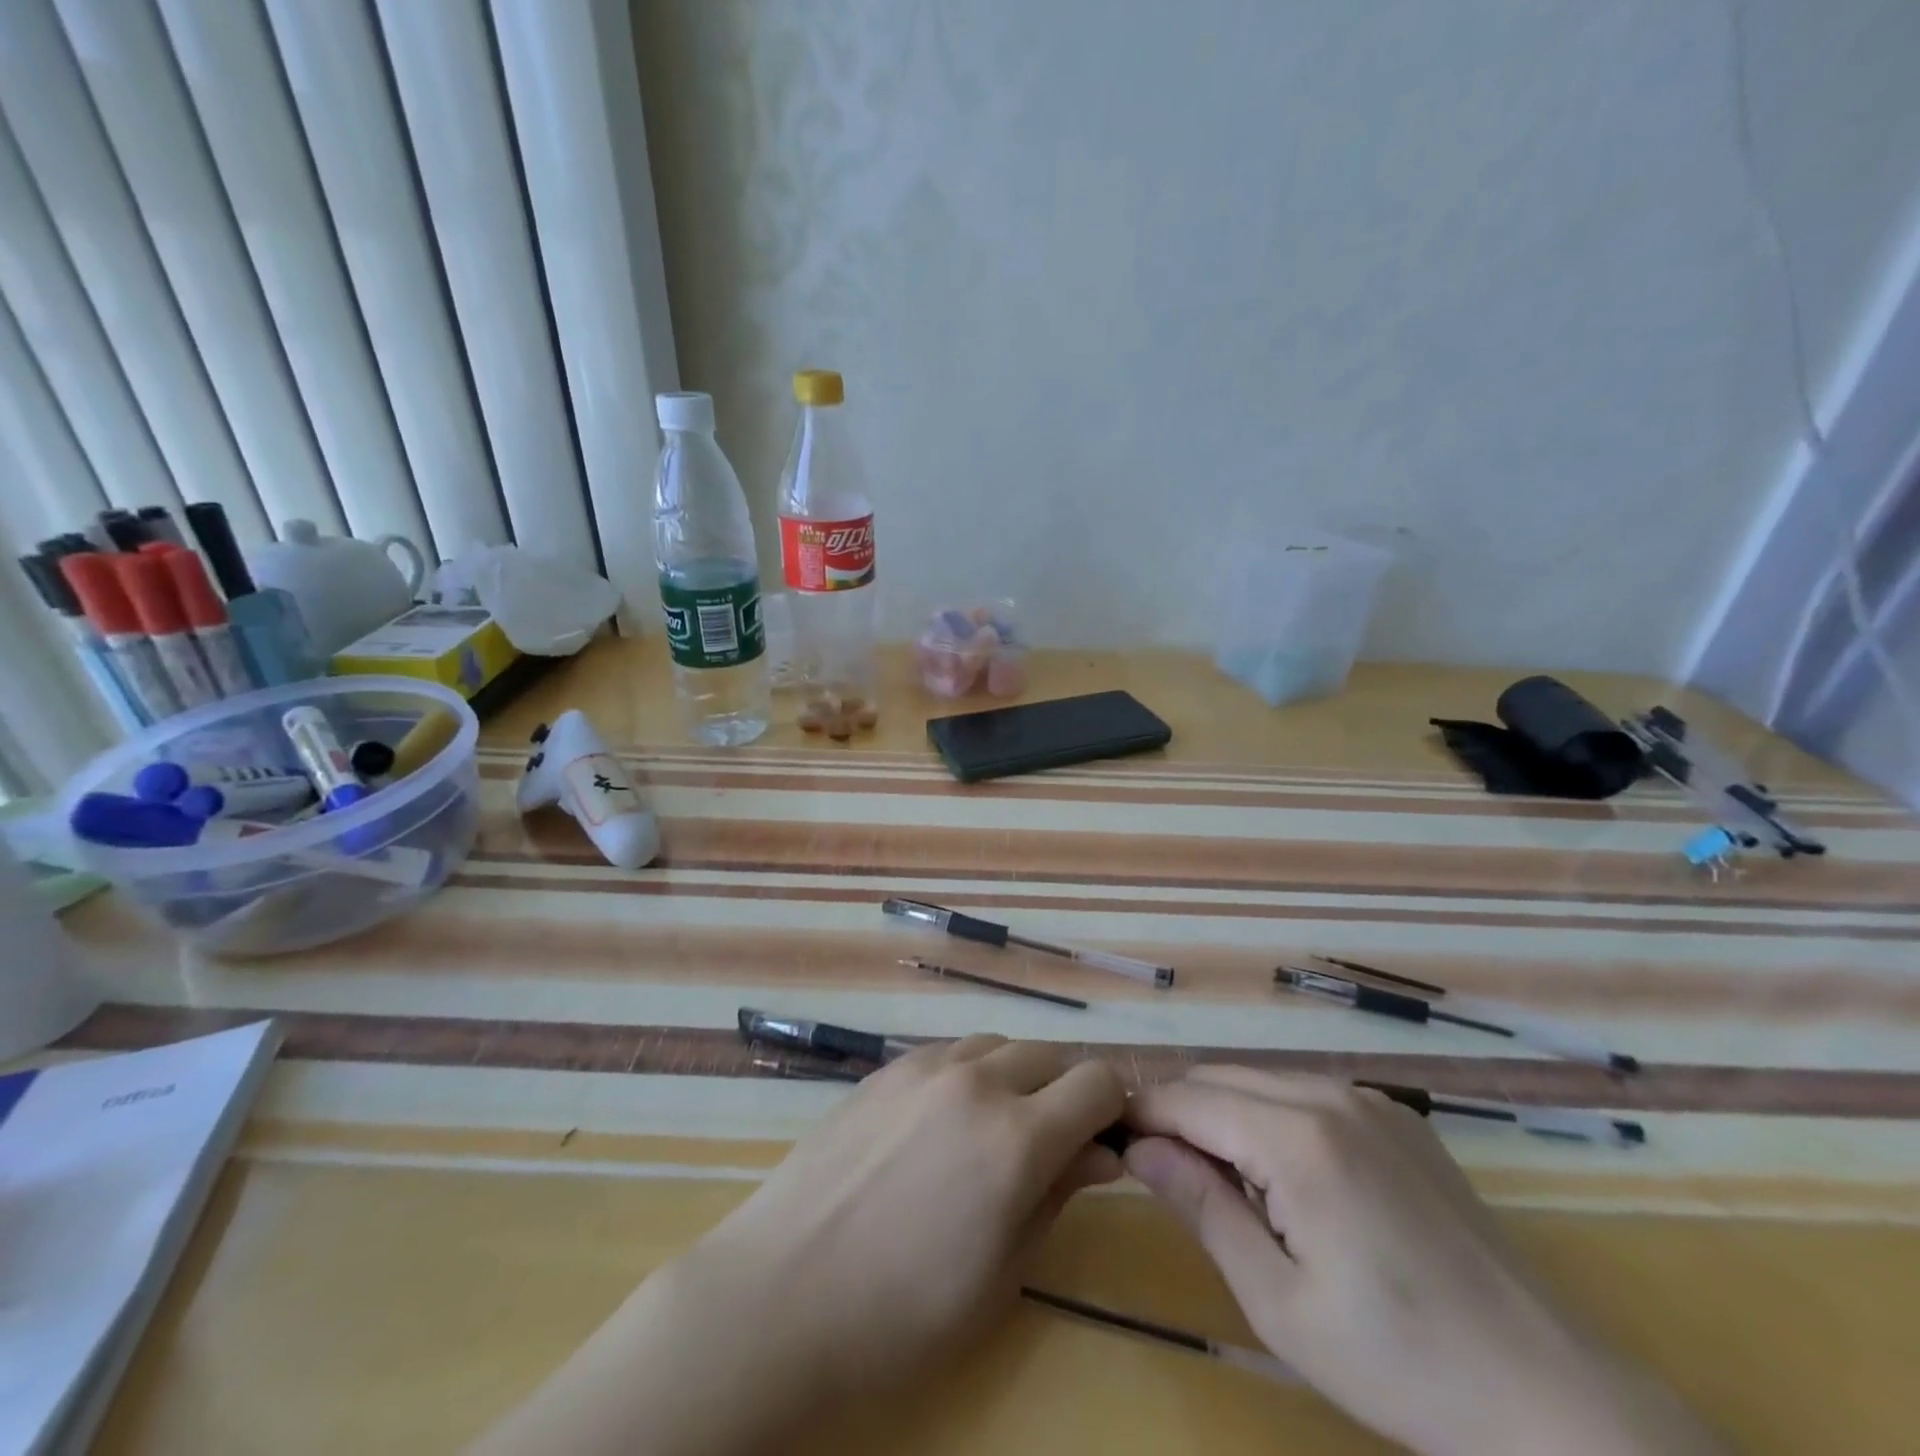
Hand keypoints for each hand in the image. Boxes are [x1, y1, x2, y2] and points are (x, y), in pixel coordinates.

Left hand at [474, 1036, 1123, 1455]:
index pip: (1098, 1084)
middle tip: (1058, 1142)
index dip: (1116, 1109)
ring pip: (999, 1045)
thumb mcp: (1001, 1273)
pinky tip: (949, 1118)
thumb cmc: (900, 1313)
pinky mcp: (886, 1069)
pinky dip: (972, 1072)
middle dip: (1069, 1091)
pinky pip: (951, 1052)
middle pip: (1051, 1057)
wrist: (780, 1293)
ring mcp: (925, 1067)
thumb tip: (1100, 1152)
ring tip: (1002, 1127)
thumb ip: (1057, 1196)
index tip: (1111, 1141)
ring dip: (1019, 1076)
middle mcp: (976, 1081)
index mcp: (1016, 1137)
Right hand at [1124, 1068, 1723, 1455]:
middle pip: (1220, 1078)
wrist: (1550, 1397)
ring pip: (1262, 1081)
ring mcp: (1370, 1100)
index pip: (1187, 1098)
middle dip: (1178, 1110)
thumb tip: (1139, 1148)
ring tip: (1214, 1174)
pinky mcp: (1398, 1117)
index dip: (1140, 1112)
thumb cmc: (1397, 1362)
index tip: (1108, 1135)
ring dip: (1223, 1111)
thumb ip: (1201, 1206)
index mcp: (1297, 1137)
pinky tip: (1283, 1174)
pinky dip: (1271, 1115)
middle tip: (1156, 1166)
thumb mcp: (1277, 1300)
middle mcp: (1330, 1095)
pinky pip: (1308, 1094)